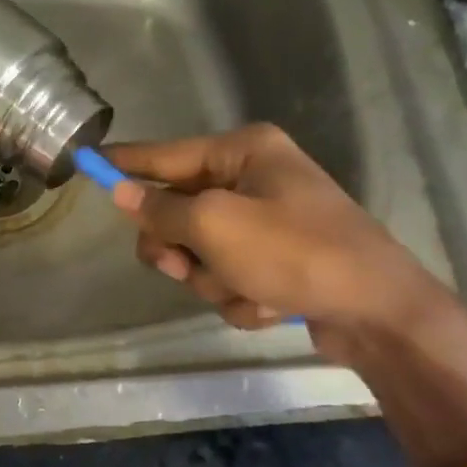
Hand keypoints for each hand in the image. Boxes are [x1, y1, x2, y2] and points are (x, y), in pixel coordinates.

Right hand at [106, 123, 450, 349]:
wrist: (378, 312)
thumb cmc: (294, 252)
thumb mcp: (215, 225)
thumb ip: (161, 209)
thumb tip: (120, 192)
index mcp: (243, 153)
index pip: (165, 154)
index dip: (125, 163)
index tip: (88, 163)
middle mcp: (254, 179)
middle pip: (178, 211)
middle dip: (180, 248)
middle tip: (179, 265)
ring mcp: (268, 222)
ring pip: (201, 253)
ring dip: (213, 279)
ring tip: (247, 289)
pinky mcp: (278, 261)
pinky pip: (230, 276)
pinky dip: (241, 296)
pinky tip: (271, 304)